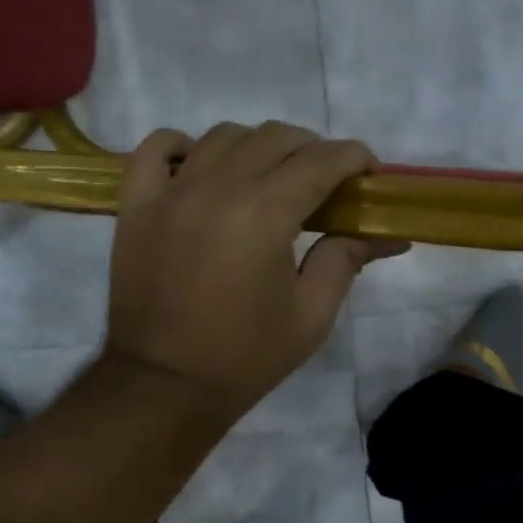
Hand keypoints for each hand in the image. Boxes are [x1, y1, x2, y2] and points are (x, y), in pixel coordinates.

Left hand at [104, 122, 406, 420]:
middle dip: (312, 149)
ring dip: (257, 146)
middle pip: (274, 137)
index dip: (354, 157)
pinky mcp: (136, 206)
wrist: (164, 386)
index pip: (320, 160)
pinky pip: (154, 149)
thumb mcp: (310, 315)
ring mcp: (170, 192)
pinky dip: (181, 145)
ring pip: (222, 136)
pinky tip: (199, 165)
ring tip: (268, 178)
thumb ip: (346, 259)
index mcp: (264, 214)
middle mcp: (216, 188)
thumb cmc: (244, 358)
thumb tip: (387, 233)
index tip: (368, 173)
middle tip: (325, 183)